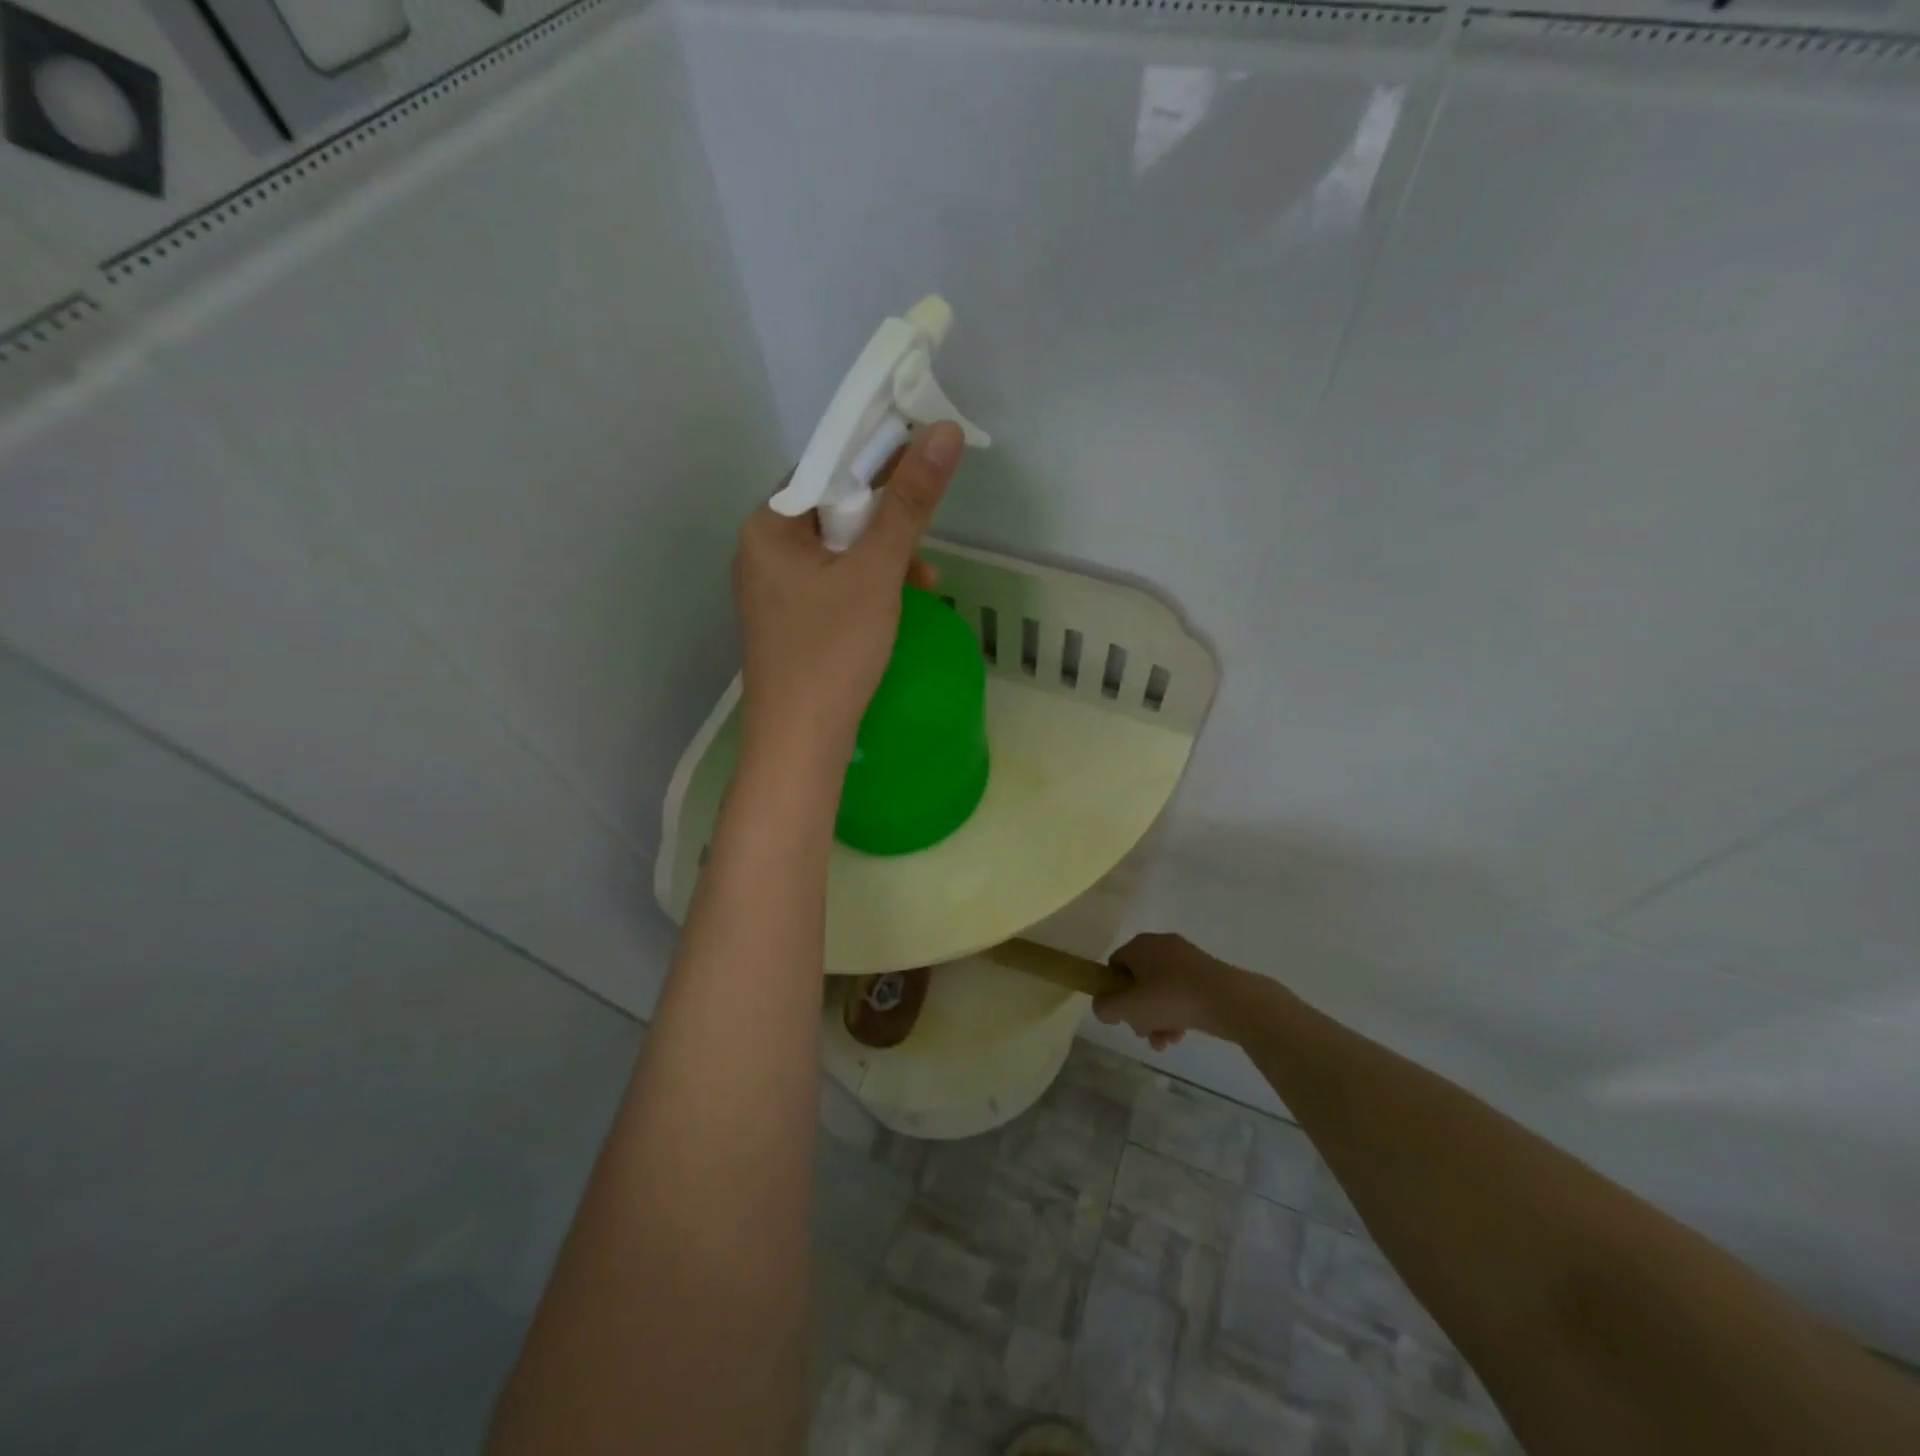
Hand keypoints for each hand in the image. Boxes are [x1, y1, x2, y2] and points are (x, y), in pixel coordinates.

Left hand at [732, 422, 964, 759]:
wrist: (800, 743)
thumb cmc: (833, 651)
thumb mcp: (876, 572)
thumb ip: (909, 503)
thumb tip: (944, 432)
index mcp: (767, 527)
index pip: (823, 469)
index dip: (875, 463)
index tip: (923, 469)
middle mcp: (761, 552)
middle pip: (832, 511)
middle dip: (885, 523)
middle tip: (924, 541)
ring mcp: (773, 591)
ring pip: (837, 552)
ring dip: (883, 559)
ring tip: (923, 585)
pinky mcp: (790, 623)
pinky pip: (833, 586)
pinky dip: (867, 588)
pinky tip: (897, 606)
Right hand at [1095, 933, 1248, 1049]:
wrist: (1230, 1000)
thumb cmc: (1172, 998)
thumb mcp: (1129, 1007)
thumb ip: (1105, 1007)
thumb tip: (1103, 1007)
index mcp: (1141, 945)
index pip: (1114, 966)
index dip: (1113, 992)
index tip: (1122, 1014)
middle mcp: (1162, 946)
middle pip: (1138, 981)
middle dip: (1138, 1011)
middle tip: (1143, 1031)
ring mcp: (1186, 959)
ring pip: (1160, 991)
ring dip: (1157, 1018)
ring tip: (1165, 1041)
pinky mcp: (1206, 974)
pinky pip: (1181, 994)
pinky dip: (1177, 1013)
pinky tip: (1180, 1035)